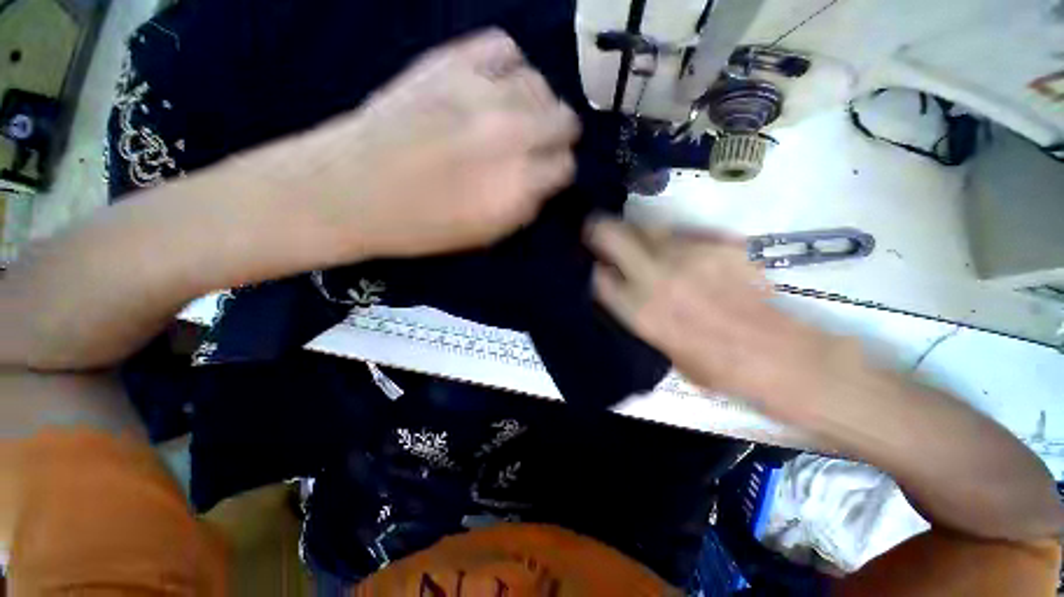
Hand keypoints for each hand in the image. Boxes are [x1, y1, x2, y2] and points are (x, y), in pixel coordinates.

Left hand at [235, 29, 579, 260]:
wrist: (352, 190)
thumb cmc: (421, 226)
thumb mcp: (485, 235)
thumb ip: (524, 208)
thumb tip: (542, 184)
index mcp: (517, 185)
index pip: (566, 167)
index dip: (559, 173)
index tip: (547, 176)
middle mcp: (511, 135)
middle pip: (565, 119)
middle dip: (558, 136)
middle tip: (539, 145)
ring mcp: (482, 92)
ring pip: (540, 82)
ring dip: (535, 103)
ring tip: (515, 116)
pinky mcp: (451, 62)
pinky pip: (503, 46)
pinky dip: (507, 66)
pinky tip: (494, 84)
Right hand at [585, 217, 854, 423]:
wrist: (776, 355)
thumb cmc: (712, 365)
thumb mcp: (660, 347)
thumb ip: (638, 313)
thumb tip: (625, 289)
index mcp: (640, 310)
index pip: (598, 276)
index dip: (592, 267)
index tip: (594, 263)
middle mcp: (656, 276)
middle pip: (612, 235)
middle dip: (598, 228)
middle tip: (597, 229)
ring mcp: (688, 255)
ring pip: (647, 227)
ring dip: (636, 232)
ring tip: (641, 242)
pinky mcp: (718, 244)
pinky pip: (683, 234)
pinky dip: (674, 240)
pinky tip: (682, 253)